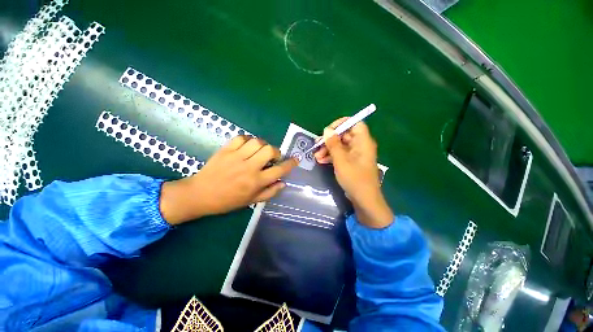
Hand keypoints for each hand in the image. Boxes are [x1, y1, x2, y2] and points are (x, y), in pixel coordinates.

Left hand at [160, 136, 297, 224]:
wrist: (200, 194)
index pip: (279, 170)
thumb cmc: (227, 201)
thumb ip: (270, 192)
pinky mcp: (226, 150)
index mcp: (256, 182)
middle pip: (270, 150)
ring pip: (257, 142)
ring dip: (263, 145)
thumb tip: (283, 183)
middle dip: (276, 151)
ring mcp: (236, 157)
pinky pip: (241, 138)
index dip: (290, 164)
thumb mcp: (251, 201)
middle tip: (273, 156)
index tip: (295, 160)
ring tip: (260, 151)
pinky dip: (248, 140)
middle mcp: (249, 167)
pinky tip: (247, 146)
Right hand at [315, 118, 392, 227]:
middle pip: (344, 135)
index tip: (328, 130)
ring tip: (316, 156)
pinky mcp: (351, 162)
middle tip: (317, 145)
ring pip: (340, 146)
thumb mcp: (341, 160)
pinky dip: (331, 156)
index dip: (342, 124)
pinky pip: (340, 155)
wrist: (363, 199)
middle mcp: (360, 146)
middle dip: (329, 140)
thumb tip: (326, 130)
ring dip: (328, 149)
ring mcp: (355, 155)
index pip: (355, 123)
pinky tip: (321, 161)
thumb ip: (333, 144)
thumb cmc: (354, 178)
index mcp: (363, 142)